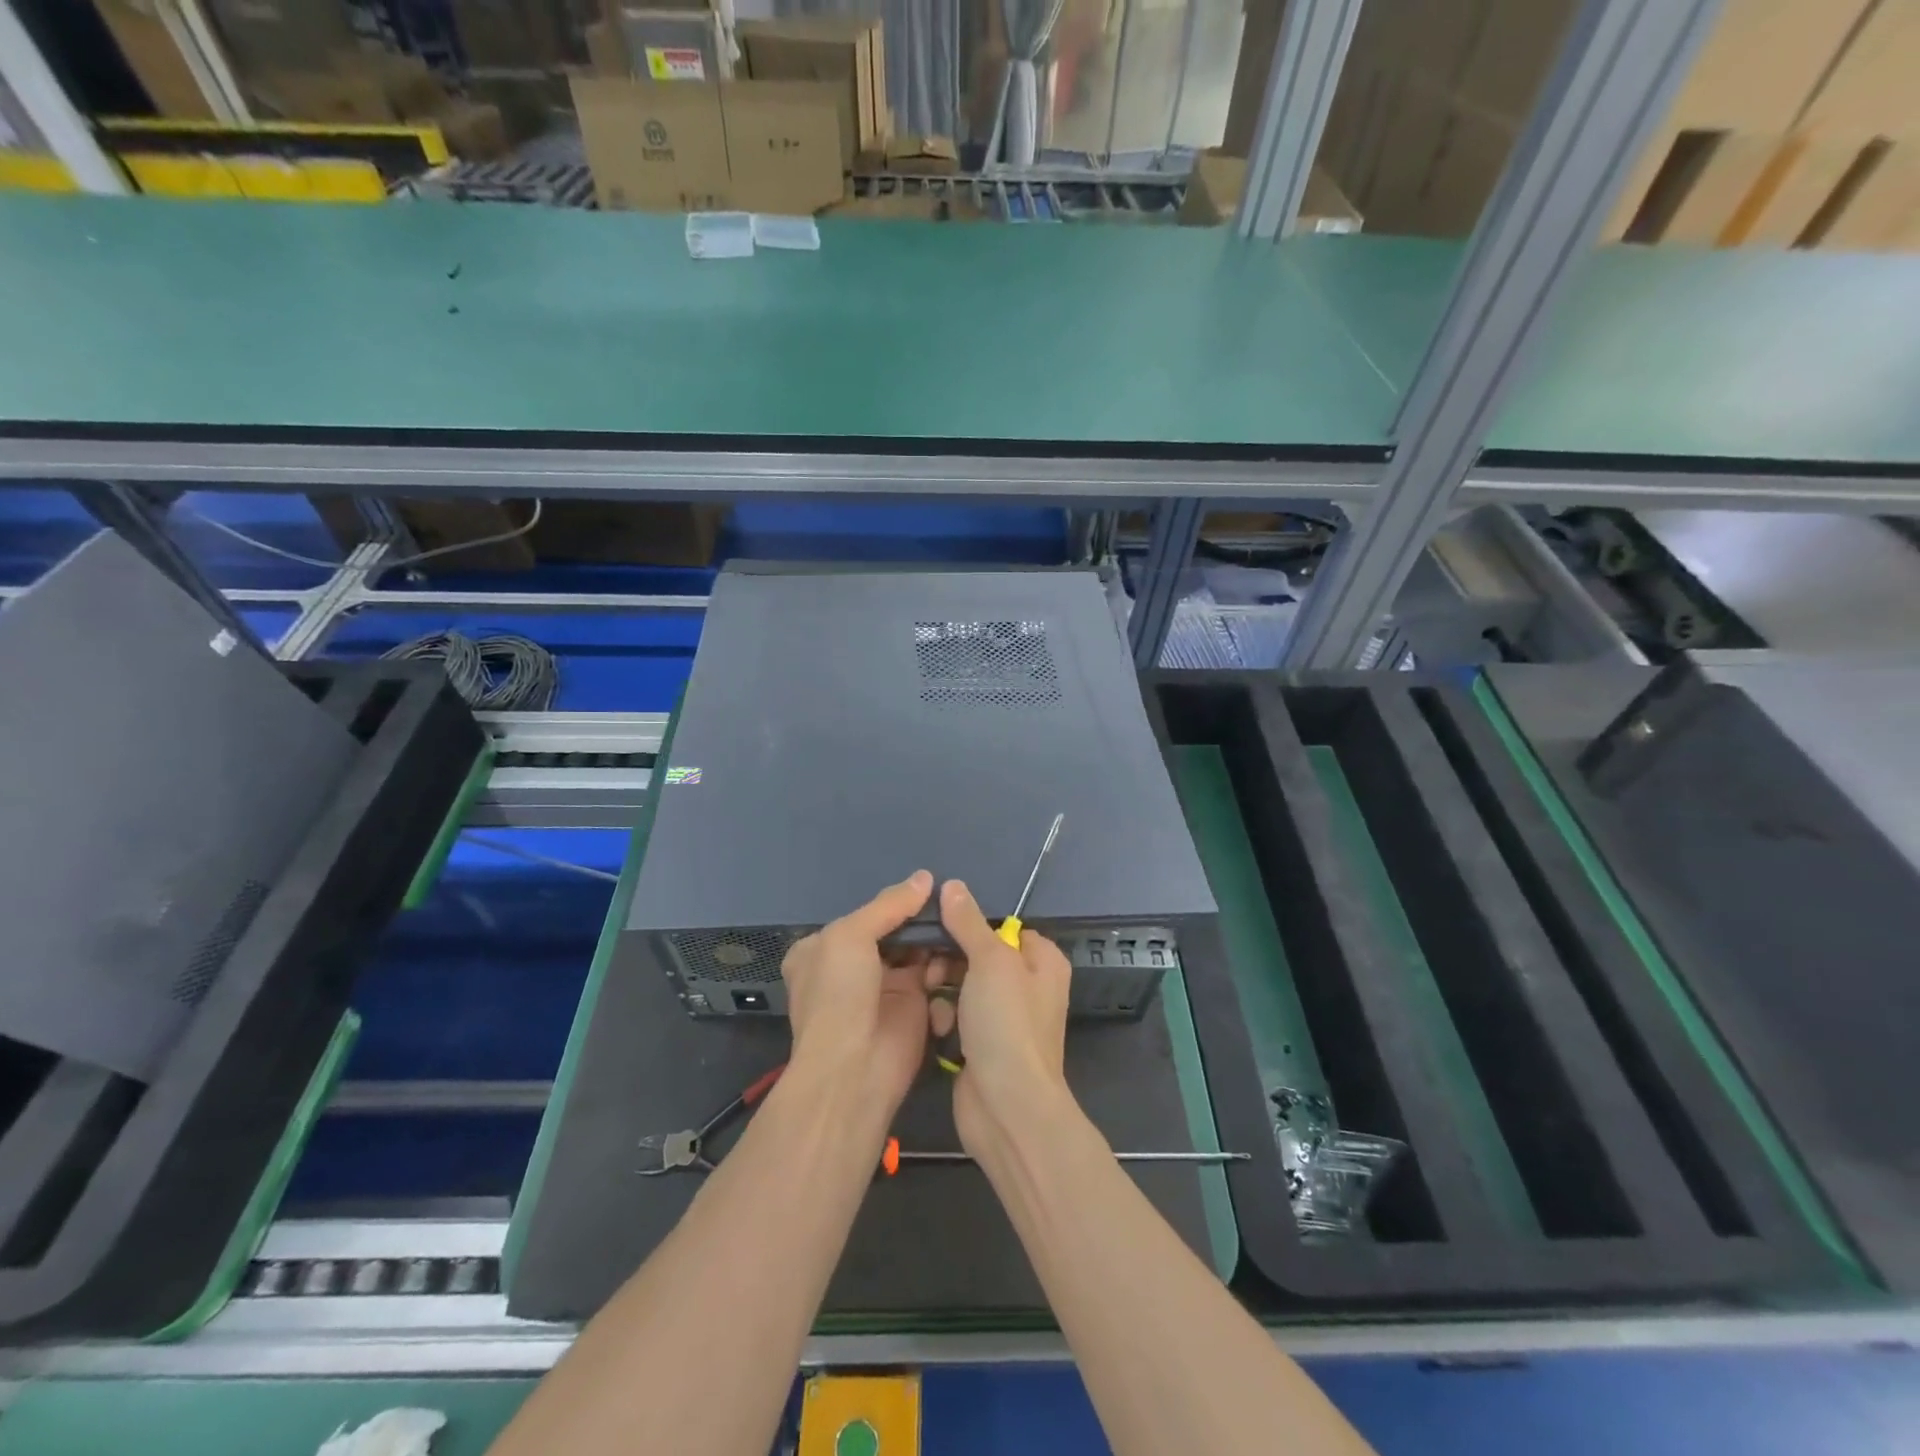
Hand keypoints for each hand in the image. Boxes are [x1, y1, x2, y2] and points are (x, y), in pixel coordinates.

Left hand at [781, 870, 934, 1116]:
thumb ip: (889, 905)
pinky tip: (957, 957)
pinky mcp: (914, 1008)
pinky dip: (945, 967)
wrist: (853, 1069)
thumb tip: (925, 877)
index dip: (893, 902)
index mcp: (823, 948)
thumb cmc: (840, 993)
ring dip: (936, 941)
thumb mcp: (851, 934)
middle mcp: (852, 967)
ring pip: (917, 951)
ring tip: (956, 929)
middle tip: (951, 904)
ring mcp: (883, 988)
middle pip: (894, 932)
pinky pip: (933, 977)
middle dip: (920, 921)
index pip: (864, 915)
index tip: (928, 887)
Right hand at [928, 878, 1073, 1158]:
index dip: (972, 926)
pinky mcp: (983, 1045)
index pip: (1003, 928)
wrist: (1007, 1107)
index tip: (941, 927)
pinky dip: (947, 1020)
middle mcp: (1028, 986)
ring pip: (963, 986)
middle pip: (978, 956)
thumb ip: (968, 922)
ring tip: (934, 1001)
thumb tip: (952, 885)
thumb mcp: (989, 961)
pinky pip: (958, 1017)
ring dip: (944, 991)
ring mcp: (1005, 1018)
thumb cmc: (1007, 1024)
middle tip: (931, 969)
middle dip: (950, 961)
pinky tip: (940, 1031)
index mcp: (1042, 961)